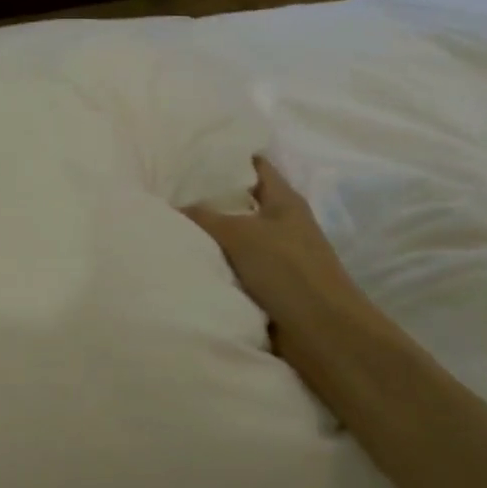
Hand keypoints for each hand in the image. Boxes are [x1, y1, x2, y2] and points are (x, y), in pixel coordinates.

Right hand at [183, 155, 377, 379]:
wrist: (321, 334)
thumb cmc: (287, 271)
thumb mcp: (240, 234)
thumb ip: (204, 217)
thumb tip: (172, 206)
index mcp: (284, 200)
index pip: (254, 166)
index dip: (226, 156)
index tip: (189, 153)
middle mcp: (280, 224)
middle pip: (239, 203)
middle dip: (206, 198)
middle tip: (165, 189)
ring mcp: (275, 257)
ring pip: (232, 238)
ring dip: (206, 236)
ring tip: (165, 223)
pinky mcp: (266, 287)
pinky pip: (231, 268)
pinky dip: (212, 265)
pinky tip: (182, 260)